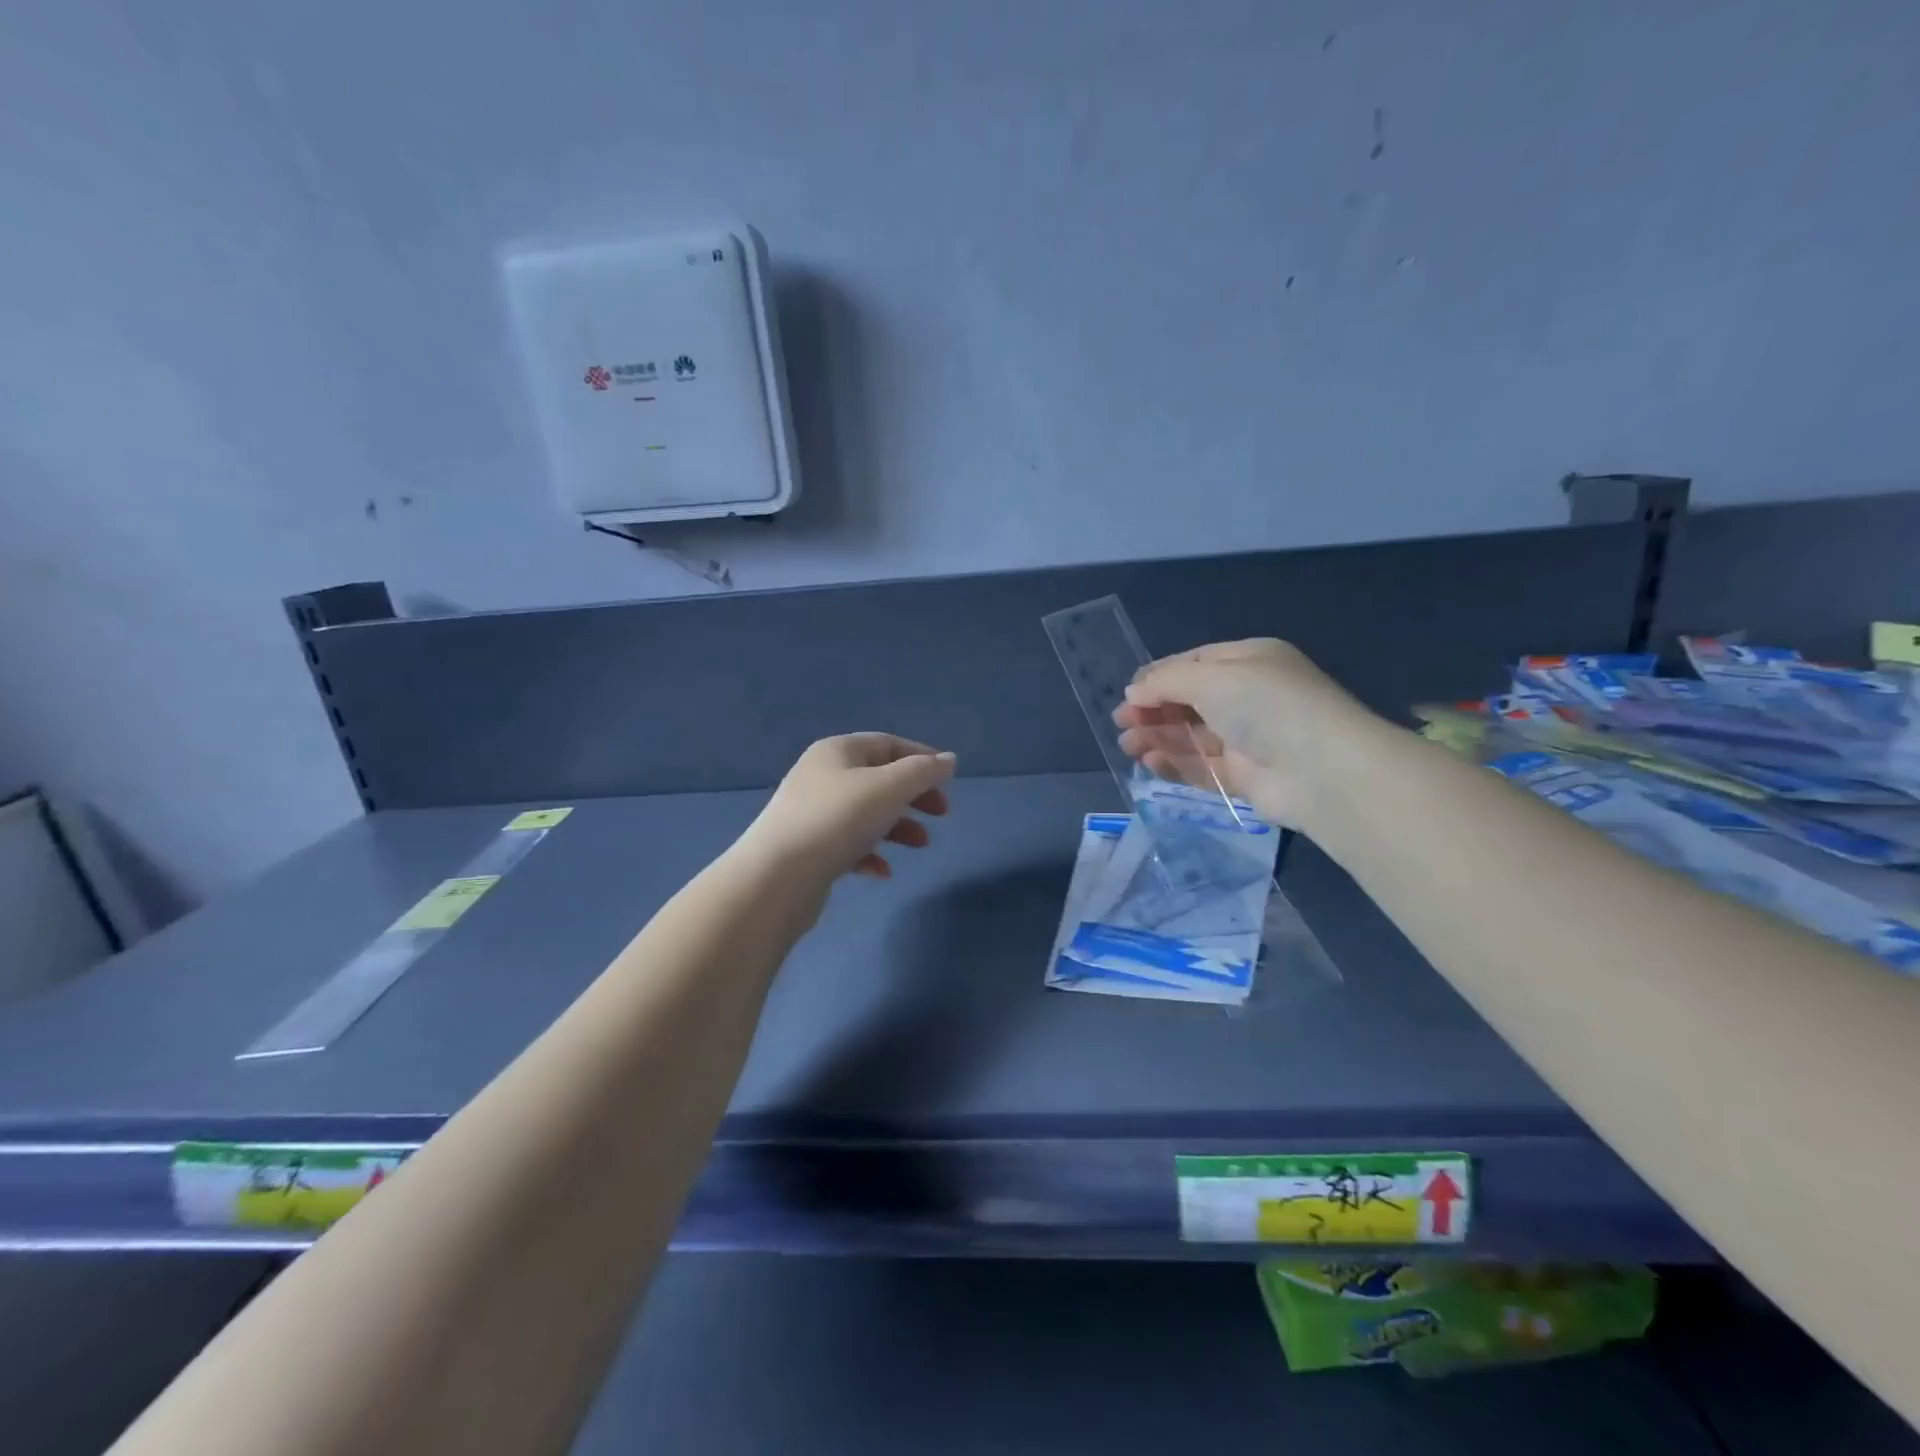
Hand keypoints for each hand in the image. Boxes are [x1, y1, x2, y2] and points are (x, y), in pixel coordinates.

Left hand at [745, 734, 954, 881]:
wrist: (777, 877)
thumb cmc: (839, 820)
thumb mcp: (890, 788)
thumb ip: (923, 772)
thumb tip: (949, 760)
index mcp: (838, 751)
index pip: (888, 743)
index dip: (922, 758)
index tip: (950, 781)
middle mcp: (822, 775)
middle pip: (879, 778)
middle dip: (914, 795)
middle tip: (942, 814)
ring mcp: (812, 813)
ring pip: (866, 813)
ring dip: (899, 826)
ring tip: (921, 845)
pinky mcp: (808, 848)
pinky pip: (848, 844)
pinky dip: (871, 853)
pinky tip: (883, 872)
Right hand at [1111, 639, 1375, 828]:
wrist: (1321, 769)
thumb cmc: (1265, 705)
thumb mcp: (1210, 677)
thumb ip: (1166, 681)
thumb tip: (1134, 691)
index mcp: (1249, 661)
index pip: (1194, 663)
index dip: (1159, 677)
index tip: (1128, 694)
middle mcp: (1249, 697)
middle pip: (1190, 701)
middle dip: (1153, 710)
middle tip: (1121, 723)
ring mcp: (1249, 739)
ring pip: (1193, 736)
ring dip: (1158, 737)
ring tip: (1127, 746)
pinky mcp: (1247, 777)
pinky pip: (1203, 767)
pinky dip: (1176, 763)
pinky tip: (1150, 761)